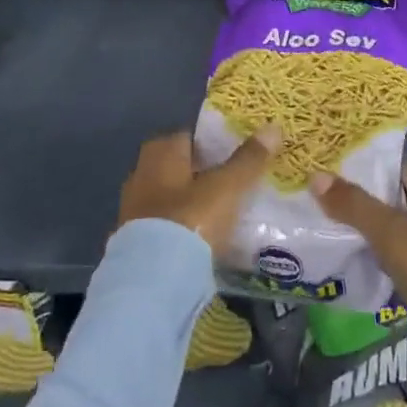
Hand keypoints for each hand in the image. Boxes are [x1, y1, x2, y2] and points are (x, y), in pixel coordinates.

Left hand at [118, 127, 280, 250]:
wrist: (153, 278)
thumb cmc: (190, 218)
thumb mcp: (227, 187)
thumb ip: (249, 159)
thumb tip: (273, 128)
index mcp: (161, 152)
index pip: (189, 136)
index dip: (213, 143)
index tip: (236, 155)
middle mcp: (142, 173)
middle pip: (179, 166)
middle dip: (203, 173)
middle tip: (233, 184)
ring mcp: (134, 208)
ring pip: (171, 196)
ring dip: (191, 202)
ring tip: (223, 213)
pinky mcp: (135, 240)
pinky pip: (165, 224)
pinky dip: (182, 227)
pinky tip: (203, 238)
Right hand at [307, 162, 406, 305]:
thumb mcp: (388, 233)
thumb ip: (354, 206)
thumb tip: (316, 176)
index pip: (405, 168)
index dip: (377, 172)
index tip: (347, 182)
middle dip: (380, 206)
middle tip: (343, 214)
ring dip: (392, 235)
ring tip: (355, 242)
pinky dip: (404, 258)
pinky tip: (382, 270)